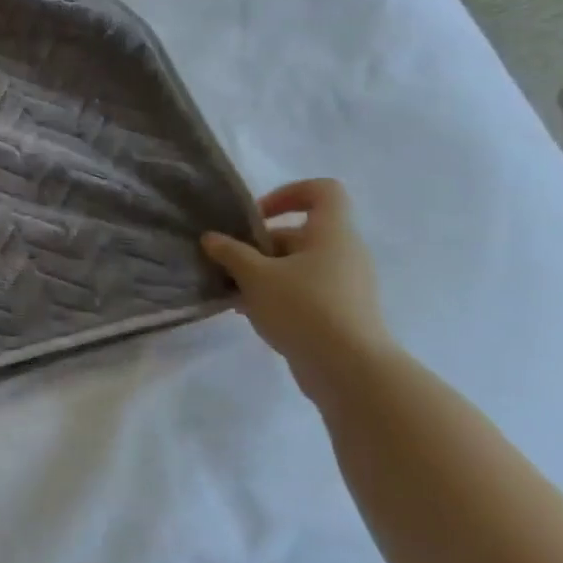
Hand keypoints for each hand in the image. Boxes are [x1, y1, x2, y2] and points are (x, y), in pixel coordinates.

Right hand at [202, 179, 396, 391]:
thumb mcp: (256, 276)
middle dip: (261, 246)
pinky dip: (279, 296)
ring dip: (264, 274)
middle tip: (230, 265)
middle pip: (300, 233)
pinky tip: (252, 314)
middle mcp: (345, 253)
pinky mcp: (343, 313)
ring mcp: (347, 285)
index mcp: (332, 233)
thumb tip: (212, 238)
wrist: (351, 370)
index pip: (322, 191)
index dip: (288, 193)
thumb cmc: (304, 308)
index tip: (257, 217)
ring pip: (299, 266)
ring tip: (235, 293)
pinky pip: (306, 291)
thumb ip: (231, 253)